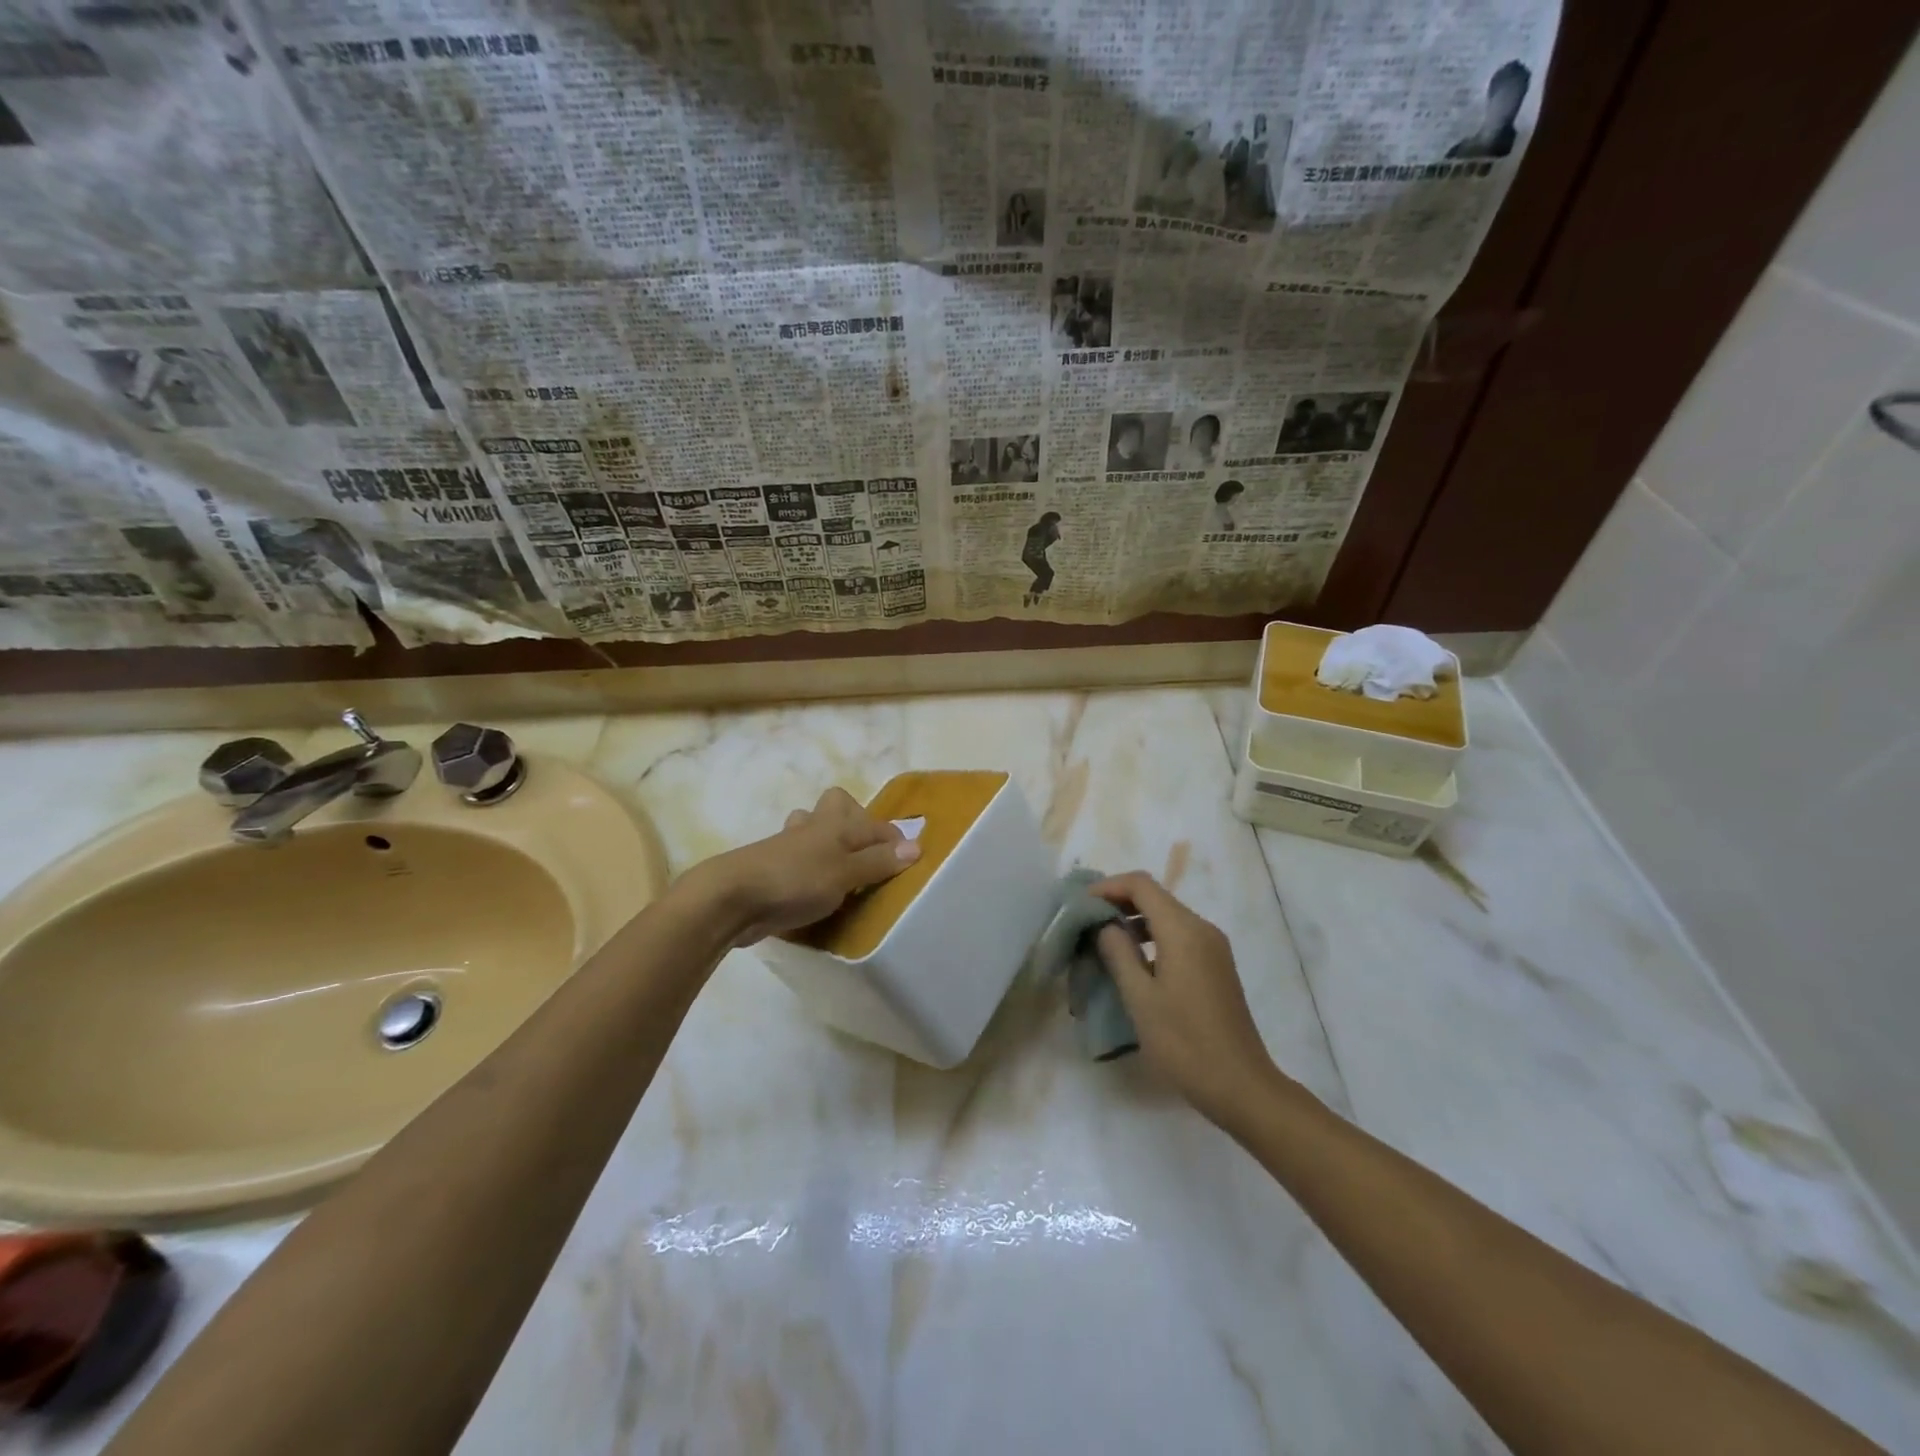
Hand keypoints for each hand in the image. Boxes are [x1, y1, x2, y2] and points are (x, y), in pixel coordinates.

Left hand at [705, 787, 920, 946]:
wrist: (731, 899)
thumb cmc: (796, 881)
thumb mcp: (846, 874)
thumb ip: (879, 861)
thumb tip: (916, 846)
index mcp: (836, 824)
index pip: (875, 823)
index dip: (894, 839)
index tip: (908, 862)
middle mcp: (813, 828)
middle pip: (835, 804)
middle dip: (852, 820)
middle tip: (865, 852)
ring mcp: (787, 846)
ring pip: (811, 828)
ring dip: (825, 841)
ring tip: (840, 869)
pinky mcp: (770, 869)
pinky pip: (796, 858)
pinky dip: (807, 867)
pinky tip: (813, 890)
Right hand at [1089, 872, 1280, 1125]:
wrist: (1241, 1086)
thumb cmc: (1184, 1043)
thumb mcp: (1140, 998)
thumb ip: (1118, 953)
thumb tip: (1104, 925)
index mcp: (1183, 931)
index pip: (1141, 885)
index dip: (1107, 886)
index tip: (1080, 905)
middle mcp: (1202, 929)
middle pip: (1155, 896)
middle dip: (1118, 902)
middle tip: (1086, 923)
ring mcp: (1213, 948)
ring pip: (1167, 916)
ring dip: (1134, 921)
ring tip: (1103, 943)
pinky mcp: (1216, 966)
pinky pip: (1179, 936)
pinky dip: (1152, 937)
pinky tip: (1133, 963)